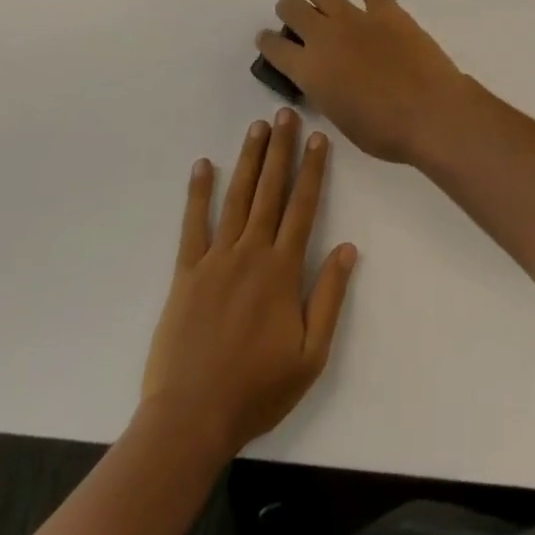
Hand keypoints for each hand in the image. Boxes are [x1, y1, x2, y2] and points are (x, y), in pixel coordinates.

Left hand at [140, 108, 356, 455]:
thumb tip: (348, 248)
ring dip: (249, 160)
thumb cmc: (257, 390)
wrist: (190, 420)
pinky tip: (203, 165)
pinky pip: (193, 225)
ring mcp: (216, 260)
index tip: (318, 137)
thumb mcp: (311, 355)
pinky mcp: (186, 273)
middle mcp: (251, 253)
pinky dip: (198, 193)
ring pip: (237, 197)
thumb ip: (330, 297)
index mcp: (282, 270)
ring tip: (257, 127)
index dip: (312, 169)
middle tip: (285, 114)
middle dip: (281, 149)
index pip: (303, 206)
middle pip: (270, 190)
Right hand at [256, 0, 475, 163]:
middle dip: (289, 11)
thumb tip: (326, 78)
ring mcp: (356, 18)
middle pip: (292, 8)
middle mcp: (325, 36)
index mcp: (309, 69)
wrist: (429, 112)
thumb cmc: (384, 131)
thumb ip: (325, 91)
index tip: (268, 40)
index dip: (268, 42)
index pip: (274, 47)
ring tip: (323, 2)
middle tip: (297, 19)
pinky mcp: (388, 10)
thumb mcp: (340, 118)